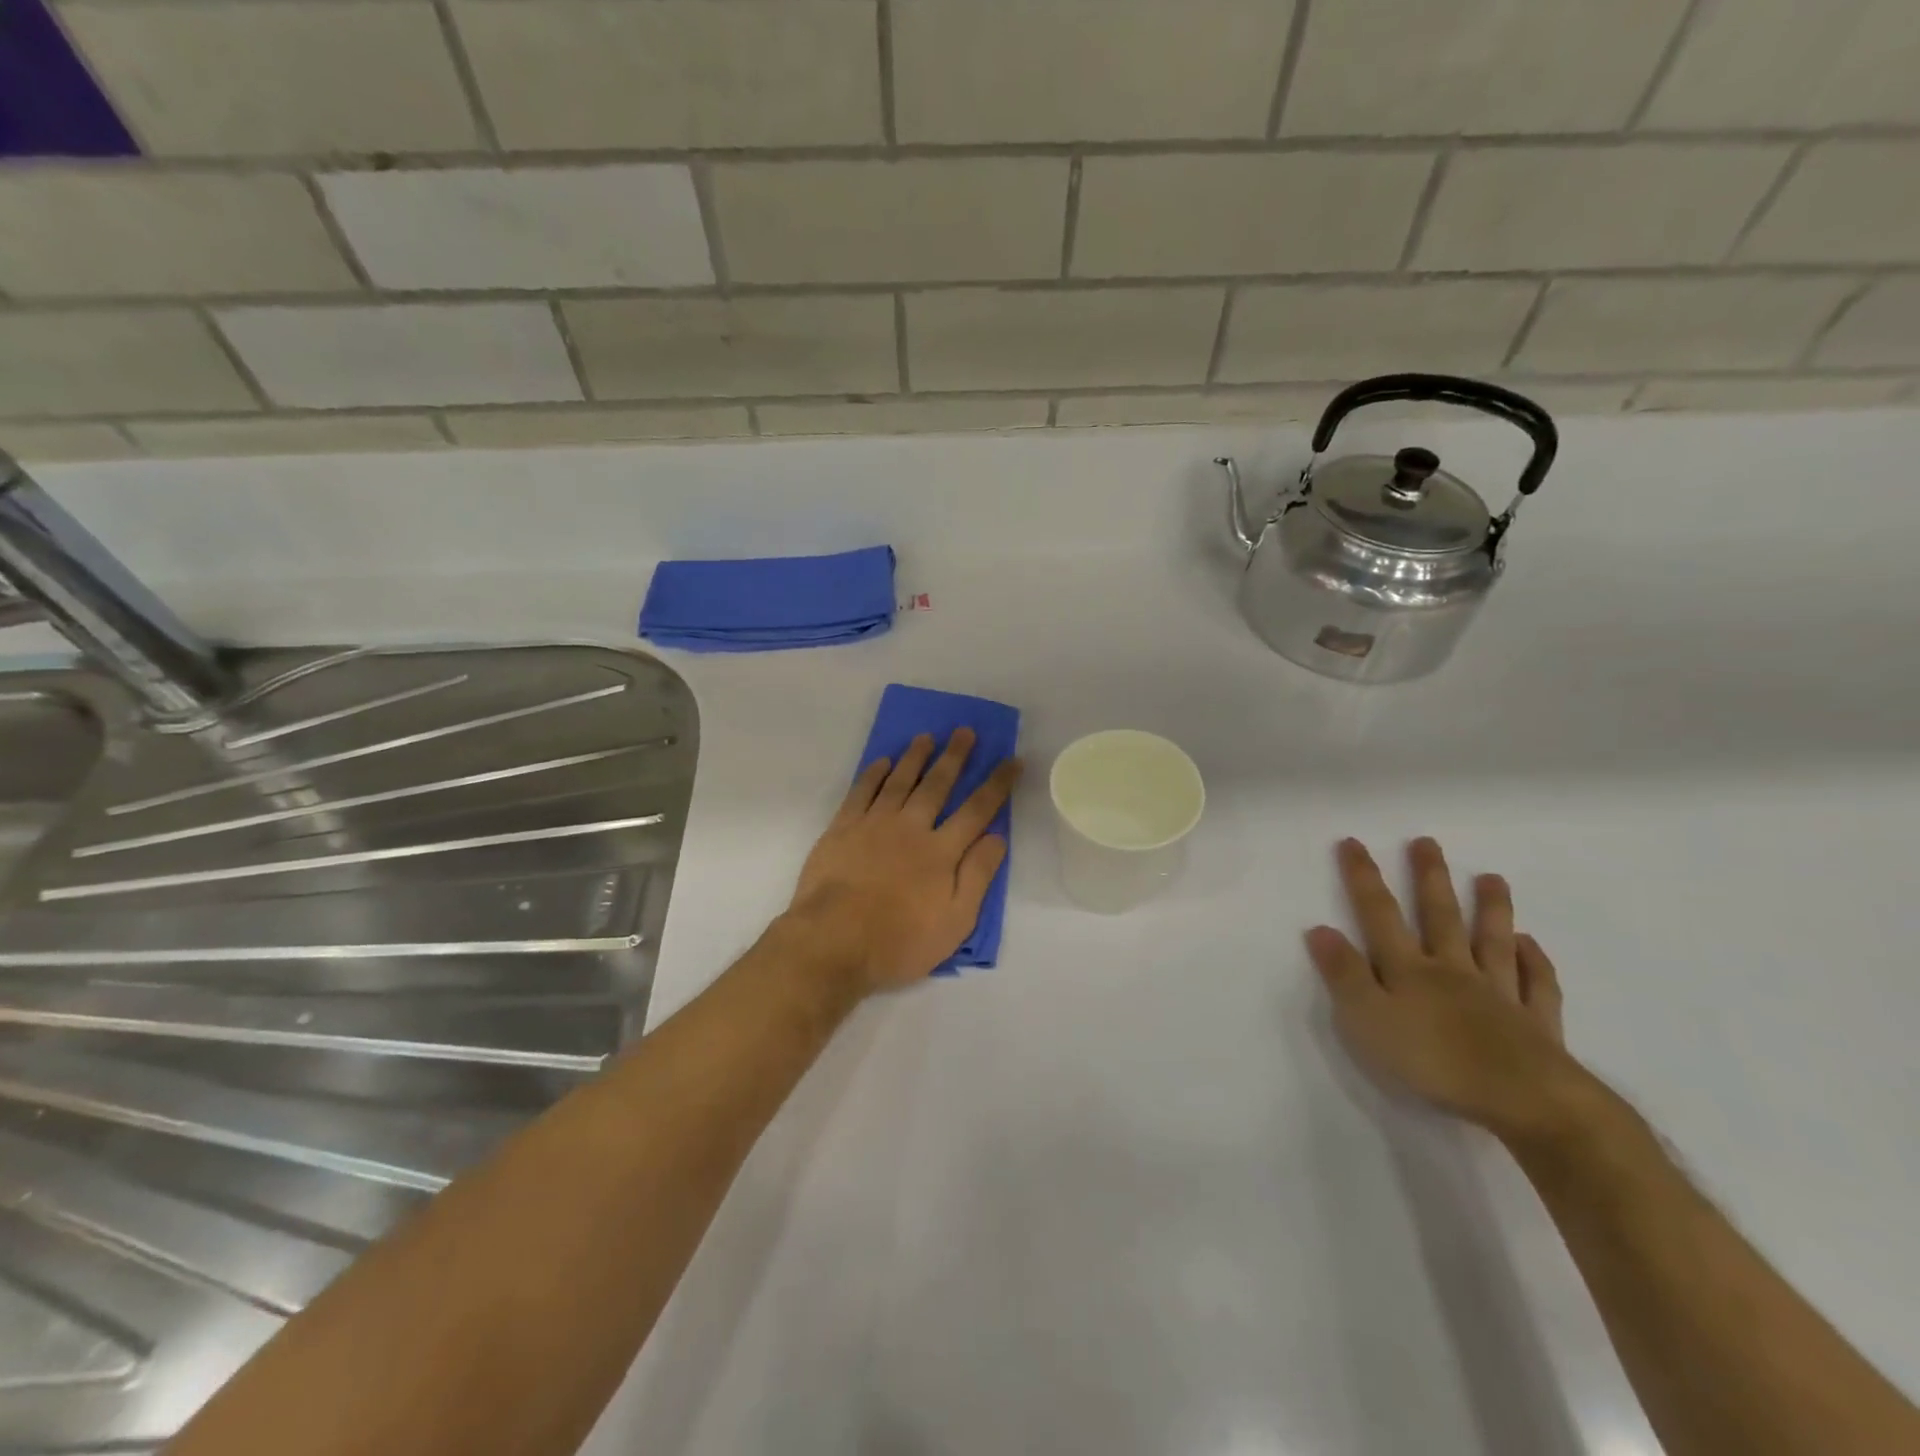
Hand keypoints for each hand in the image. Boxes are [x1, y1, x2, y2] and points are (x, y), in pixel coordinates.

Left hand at [785, 730, 1021, 996]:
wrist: (833, 942)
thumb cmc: (899, 941)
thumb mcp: (955, 922)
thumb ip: (977, 876)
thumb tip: (997, 837)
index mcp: (941, 852)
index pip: (978, 810)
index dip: (997, 783)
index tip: (1012, 759)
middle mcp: (911, 828)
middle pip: (937, 784)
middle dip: (955, 757)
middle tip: (965, 731)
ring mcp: (874, 824)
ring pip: (899, 780)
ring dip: (915, 757)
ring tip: (927, 737)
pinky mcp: (842, 828)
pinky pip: (861, 791)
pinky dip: (873, 773)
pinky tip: (882, 761)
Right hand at [1306, 837, 1594, 1144]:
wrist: (1525, 1101)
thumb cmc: (1433, 1061)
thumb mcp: (1367, 1020)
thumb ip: (1344, 974)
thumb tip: (1319, 928)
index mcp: (1409, 970)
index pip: (1380, 915)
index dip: (1364, 878)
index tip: (1354, 842)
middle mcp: (1452, 971)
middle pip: (1440, 917)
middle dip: (1430, 878)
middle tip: (1427, 842)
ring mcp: (1499, 994)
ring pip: (1491, 942)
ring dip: (1490, 909)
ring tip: (1492, 878)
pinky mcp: (1536, 1025)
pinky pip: (1536, 984)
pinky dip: (1534, 962)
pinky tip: (1530, 945)